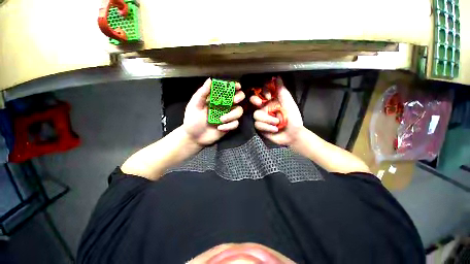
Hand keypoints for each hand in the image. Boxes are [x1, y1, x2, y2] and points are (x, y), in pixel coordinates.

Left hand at [183, 78, 244, 145]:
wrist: (194, 137)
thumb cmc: (192, 120)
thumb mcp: (194, 106)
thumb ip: (202, 93)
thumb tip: (210, 80)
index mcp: (215, 99)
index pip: (227, 90)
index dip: (233, 86)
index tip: (237, 86)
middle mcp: (224, 106)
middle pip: (238, 99)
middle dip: (239, 97)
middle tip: (234, 101)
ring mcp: (227, 116)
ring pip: (239, 111)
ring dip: (232, 115)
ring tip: (221, 119)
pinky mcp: (229, 126)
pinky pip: (235, 123)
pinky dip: (229, 125)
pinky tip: (219, 128)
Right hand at [250, 77, 303, 145]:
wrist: (293, 134)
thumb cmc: (293, 118)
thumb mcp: (289, 103)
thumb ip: (282, 91)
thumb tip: (277, 77)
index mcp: (272, 101)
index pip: (262, 92)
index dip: (262, 91)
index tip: (268, 96)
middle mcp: (265, 108)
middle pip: (253, 101)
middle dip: (255, 100)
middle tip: (259, 103)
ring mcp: (262, 118)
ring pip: (256, 115)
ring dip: (268, 119)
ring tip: (277, 123)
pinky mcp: (260, 127)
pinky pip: (257, 124)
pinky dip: (267, 127)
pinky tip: (275, 129)